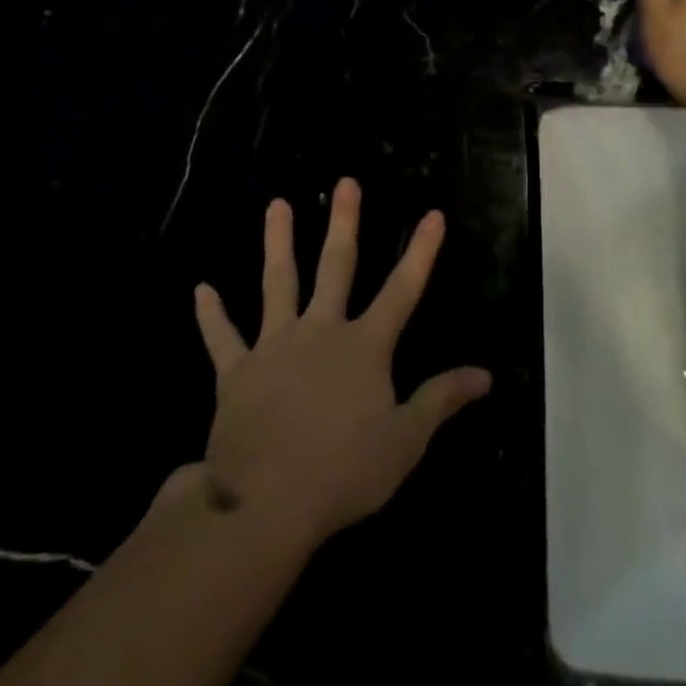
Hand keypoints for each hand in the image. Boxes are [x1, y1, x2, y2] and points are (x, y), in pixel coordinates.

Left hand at [192, 179, 490, 548]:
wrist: (266, 502)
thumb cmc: (344, 471)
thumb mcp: (406, 440)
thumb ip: (442, 399)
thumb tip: (485, 374)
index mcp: (364, 346)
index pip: (402, 289)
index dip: (421, 251)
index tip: (432, 215)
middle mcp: (321, 331)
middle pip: (336, 267)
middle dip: (344, 223)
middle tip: (345, 183)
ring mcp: (275, 346)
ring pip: (278, 283)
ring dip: (277, 242)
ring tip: (276, 205)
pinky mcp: (237, 371)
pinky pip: (222, 338)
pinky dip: (210, 315)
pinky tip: (200, 290)